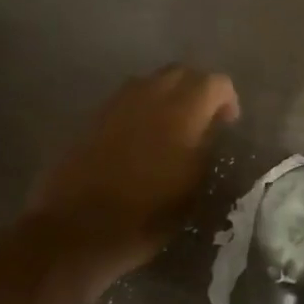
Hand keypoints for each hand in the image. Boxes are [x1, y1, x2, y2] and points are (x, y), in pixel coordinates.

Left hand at [28, 65, 239, 288]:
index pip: (216, 83)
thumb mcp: (192, 189)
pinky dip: (140, 108)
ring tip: (170, 126)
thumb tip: (210, 130)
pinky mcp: (94, 117)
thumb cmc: (145, 214)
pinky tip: (139, 137)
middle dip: (197, 89)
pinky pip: (126, 99)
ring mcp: (118, 102)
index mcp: (183, 109)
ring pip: (152, 82)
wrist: (75, 231)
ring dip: (167, 95)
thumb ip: (206, 148)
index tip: (228, 125)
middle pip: (182, 73)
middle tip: (202, 119)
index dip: (227, 100)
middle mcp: (151, 94)